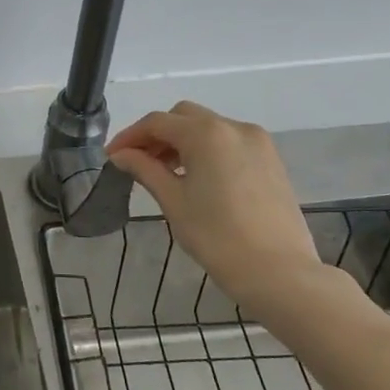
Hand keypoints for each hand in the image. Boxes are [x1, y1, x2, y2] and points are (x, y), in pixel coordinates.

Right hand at [107, 103, 329, 313]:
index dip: (130, 136)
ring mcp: (258, 142)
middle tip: (137, 162)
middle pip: (184, 117)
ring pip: (208, 127)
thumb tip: (121, 155)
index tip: (111, 156)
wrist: (279, 272)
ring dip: (182, 141)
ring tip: (164, 172)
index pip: (157, 122)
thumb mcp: (173, 201)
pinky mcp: (271, 160)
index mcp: (206, 134)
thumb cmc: (217, 237)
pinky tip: (196, 177)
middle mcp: (234, 127)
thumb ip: (145, 169)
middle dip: (157, 134)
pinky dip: (206, 150)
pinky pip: (229, 142)